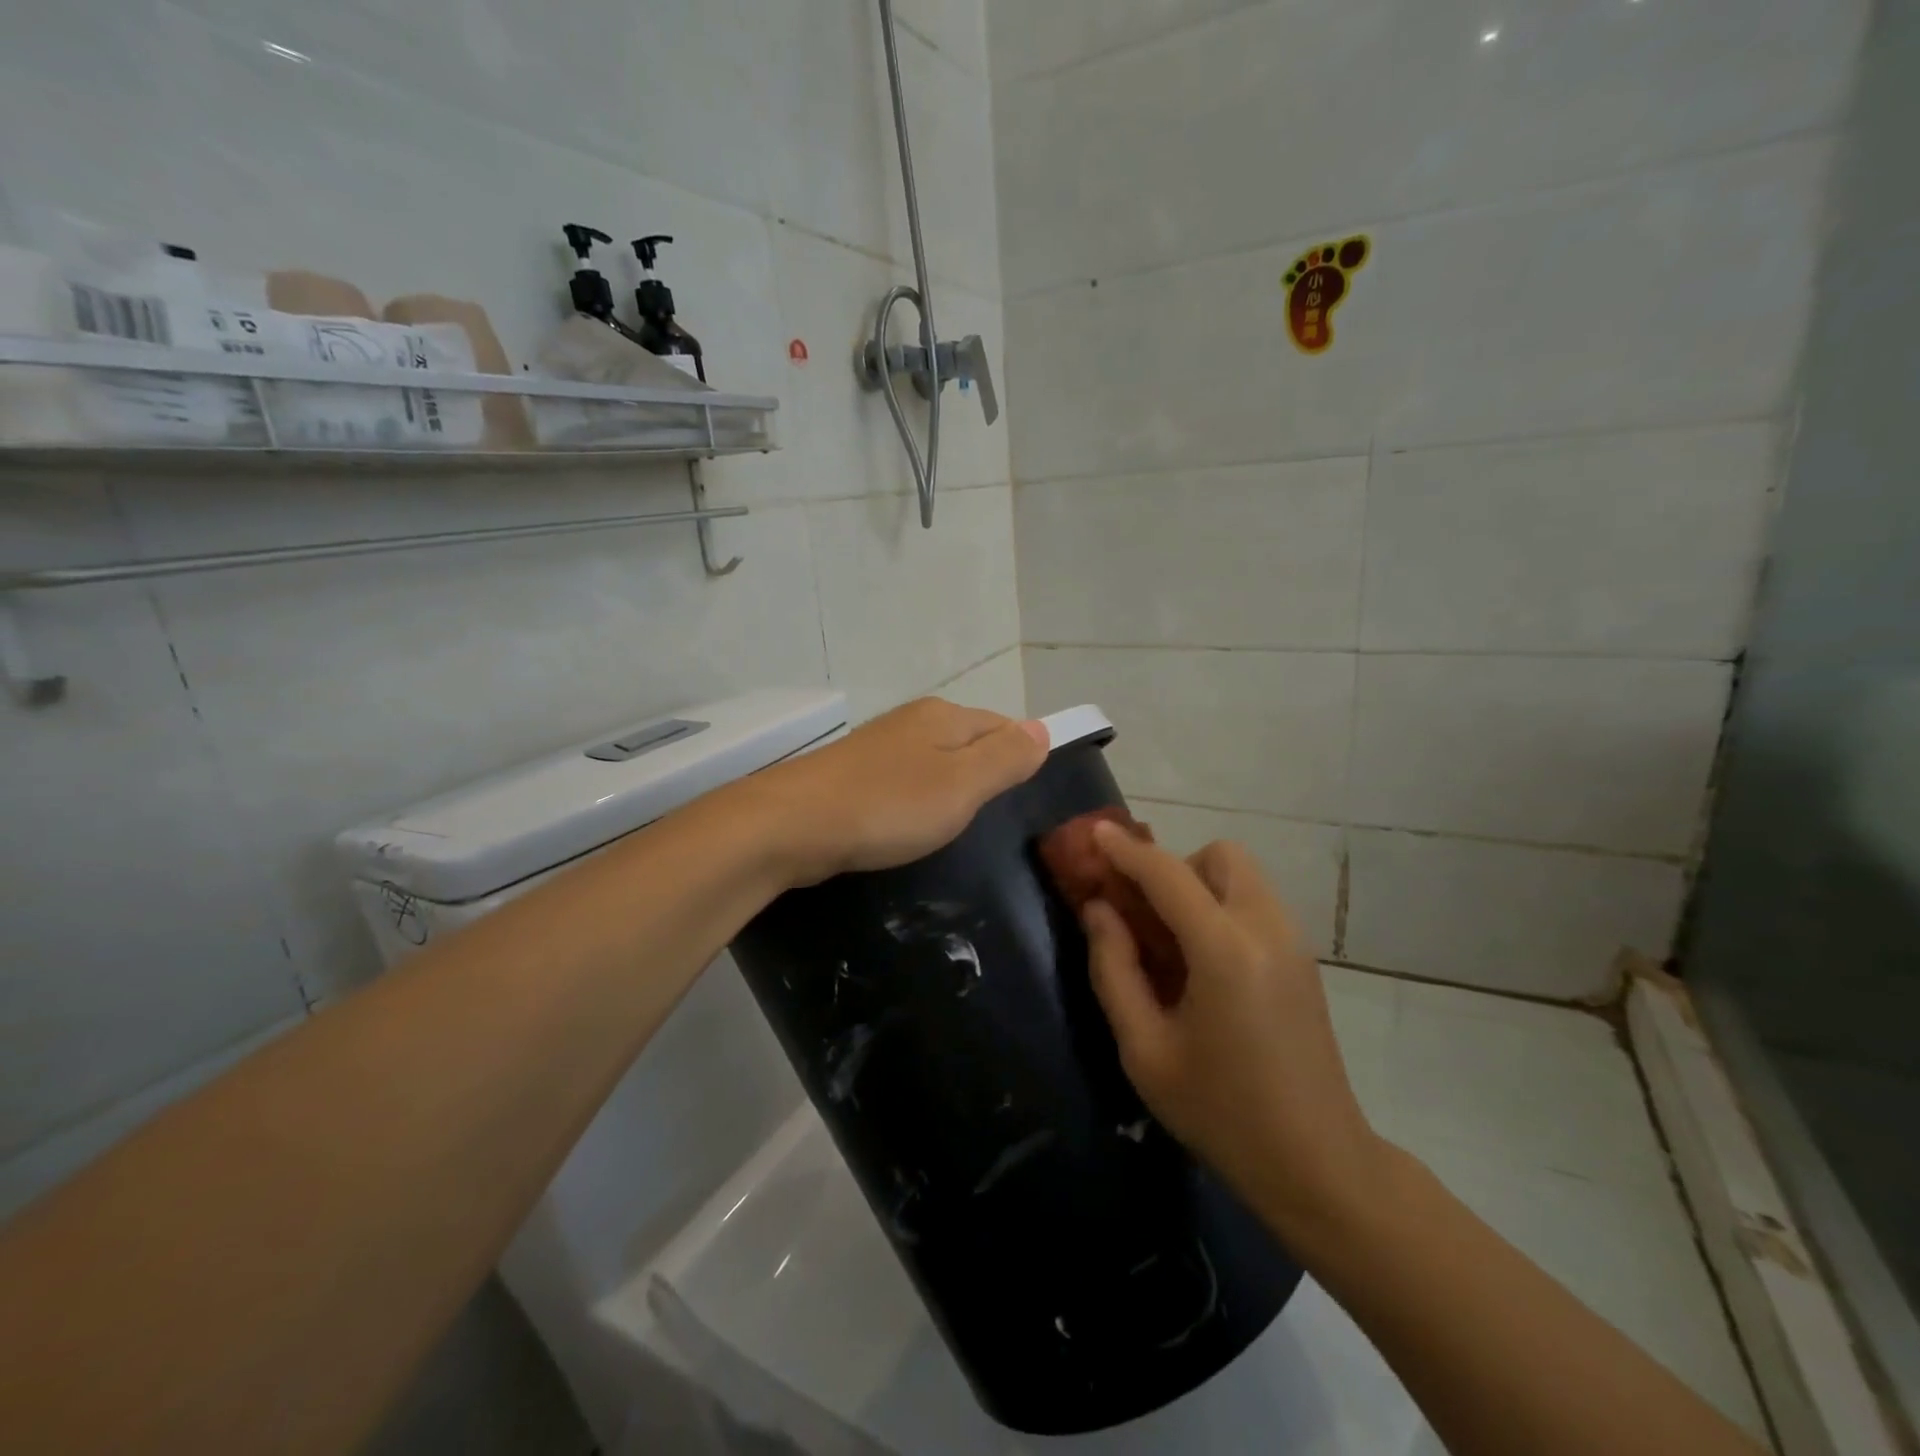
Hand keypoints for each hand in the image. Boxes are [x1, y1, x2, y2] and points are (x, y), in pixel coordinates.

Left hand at [752, 698, 1048, 886]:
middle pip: (967, 741)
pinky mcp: (852, 776)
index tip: (1028, 796)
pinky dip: (915, 801)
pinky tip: (911, 824)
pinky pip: (902, 782)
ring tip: (958, 825)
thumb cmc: (888, 806)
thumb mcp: (962, 785)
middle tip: (996, 817)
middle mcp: (912, 721)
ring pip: (932, 762)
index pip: (1002, 725)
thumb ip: (1005, 757)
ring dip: (949, 788)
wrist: (791, 824)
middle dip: (984, 772)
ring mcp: (878, 747)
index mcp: (944, 717)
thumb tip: (1042, 728)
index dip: (1020, 755)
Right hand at [1082, 823, 1388, 1239]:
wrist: (1318, 1165)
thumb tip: (1097, 909)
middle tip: (1145, 913)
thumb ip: (1114, 969)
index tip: (1093, 833)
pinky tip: (1203, 963)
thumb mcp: (1145, 1050)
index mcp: (1225, 949)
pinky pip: (1256, 904)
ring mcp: (1293, 942)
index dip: (1125, 850)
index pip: (1167, 873)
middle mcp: (1266, 929)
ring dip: (1200, 885)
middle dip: (1175, 868)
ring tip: (1171, 940)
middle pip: (1219, 856)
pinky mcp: (1303, 960)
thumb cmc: (1221, 1111)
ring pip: (1242, 876)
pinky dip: (1222, 907)